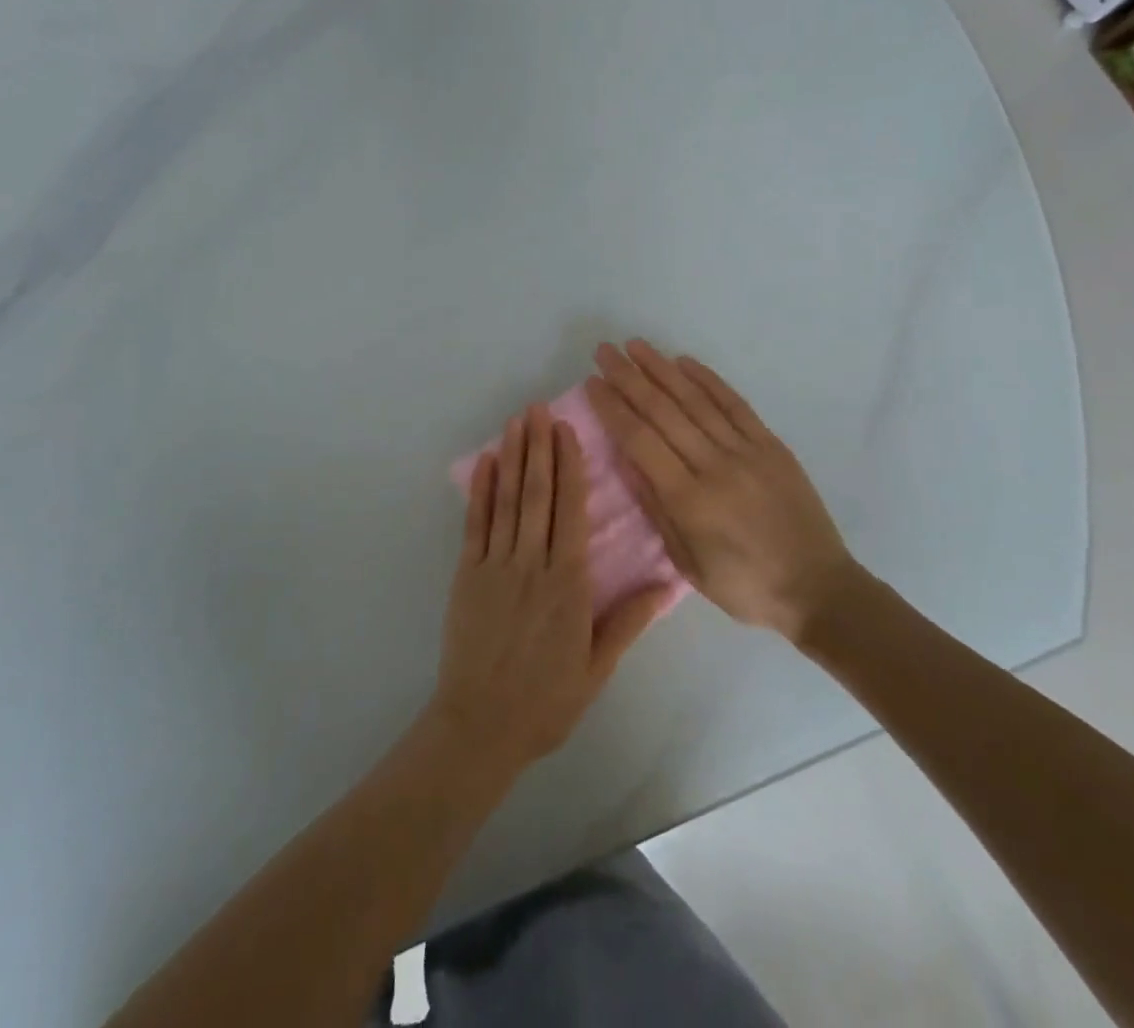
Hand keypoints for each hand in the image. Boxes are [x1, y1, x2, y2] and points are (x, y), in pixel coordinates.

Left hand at [428, 405, 670, 774]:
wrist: (482, 726)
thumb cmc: (547, 700)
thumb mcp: (597, 667)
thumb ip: (628, 620)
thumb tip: (666, 582)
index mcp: (568, 583)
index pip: (571, 511)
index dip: (570, 466)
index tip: (568, 430)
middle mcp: (532, 564)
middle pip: (538, 495)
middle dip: (539, 448)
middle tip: (539, 408)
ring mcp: (495, 566)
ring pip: (508, 501)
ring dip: (513, 458)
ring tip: (517, 421)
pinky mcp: (467, 575)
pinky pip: (475, 525)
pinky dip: (480, 492)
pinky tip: (486, 463)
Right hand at [587, 340, 858, 641]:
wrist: (818, 589)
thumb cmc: (744, 586)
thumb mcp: (688, 562)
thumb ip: (656, 508)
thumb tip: (626, 460)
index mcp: (689, 499)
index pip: (640, 440)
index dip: (613, 408)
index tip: (592, 383)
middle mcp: (715, 465)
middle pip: (663, 411)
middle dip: (629, 377)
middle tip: (604, 351)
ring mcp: (746, 451)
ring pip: (696, 400)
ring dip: (662, 369)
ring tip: (636, 346)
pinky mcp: (770, 446)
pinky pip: (735, 404)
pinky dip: (709, 380)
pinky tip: (686, 362)